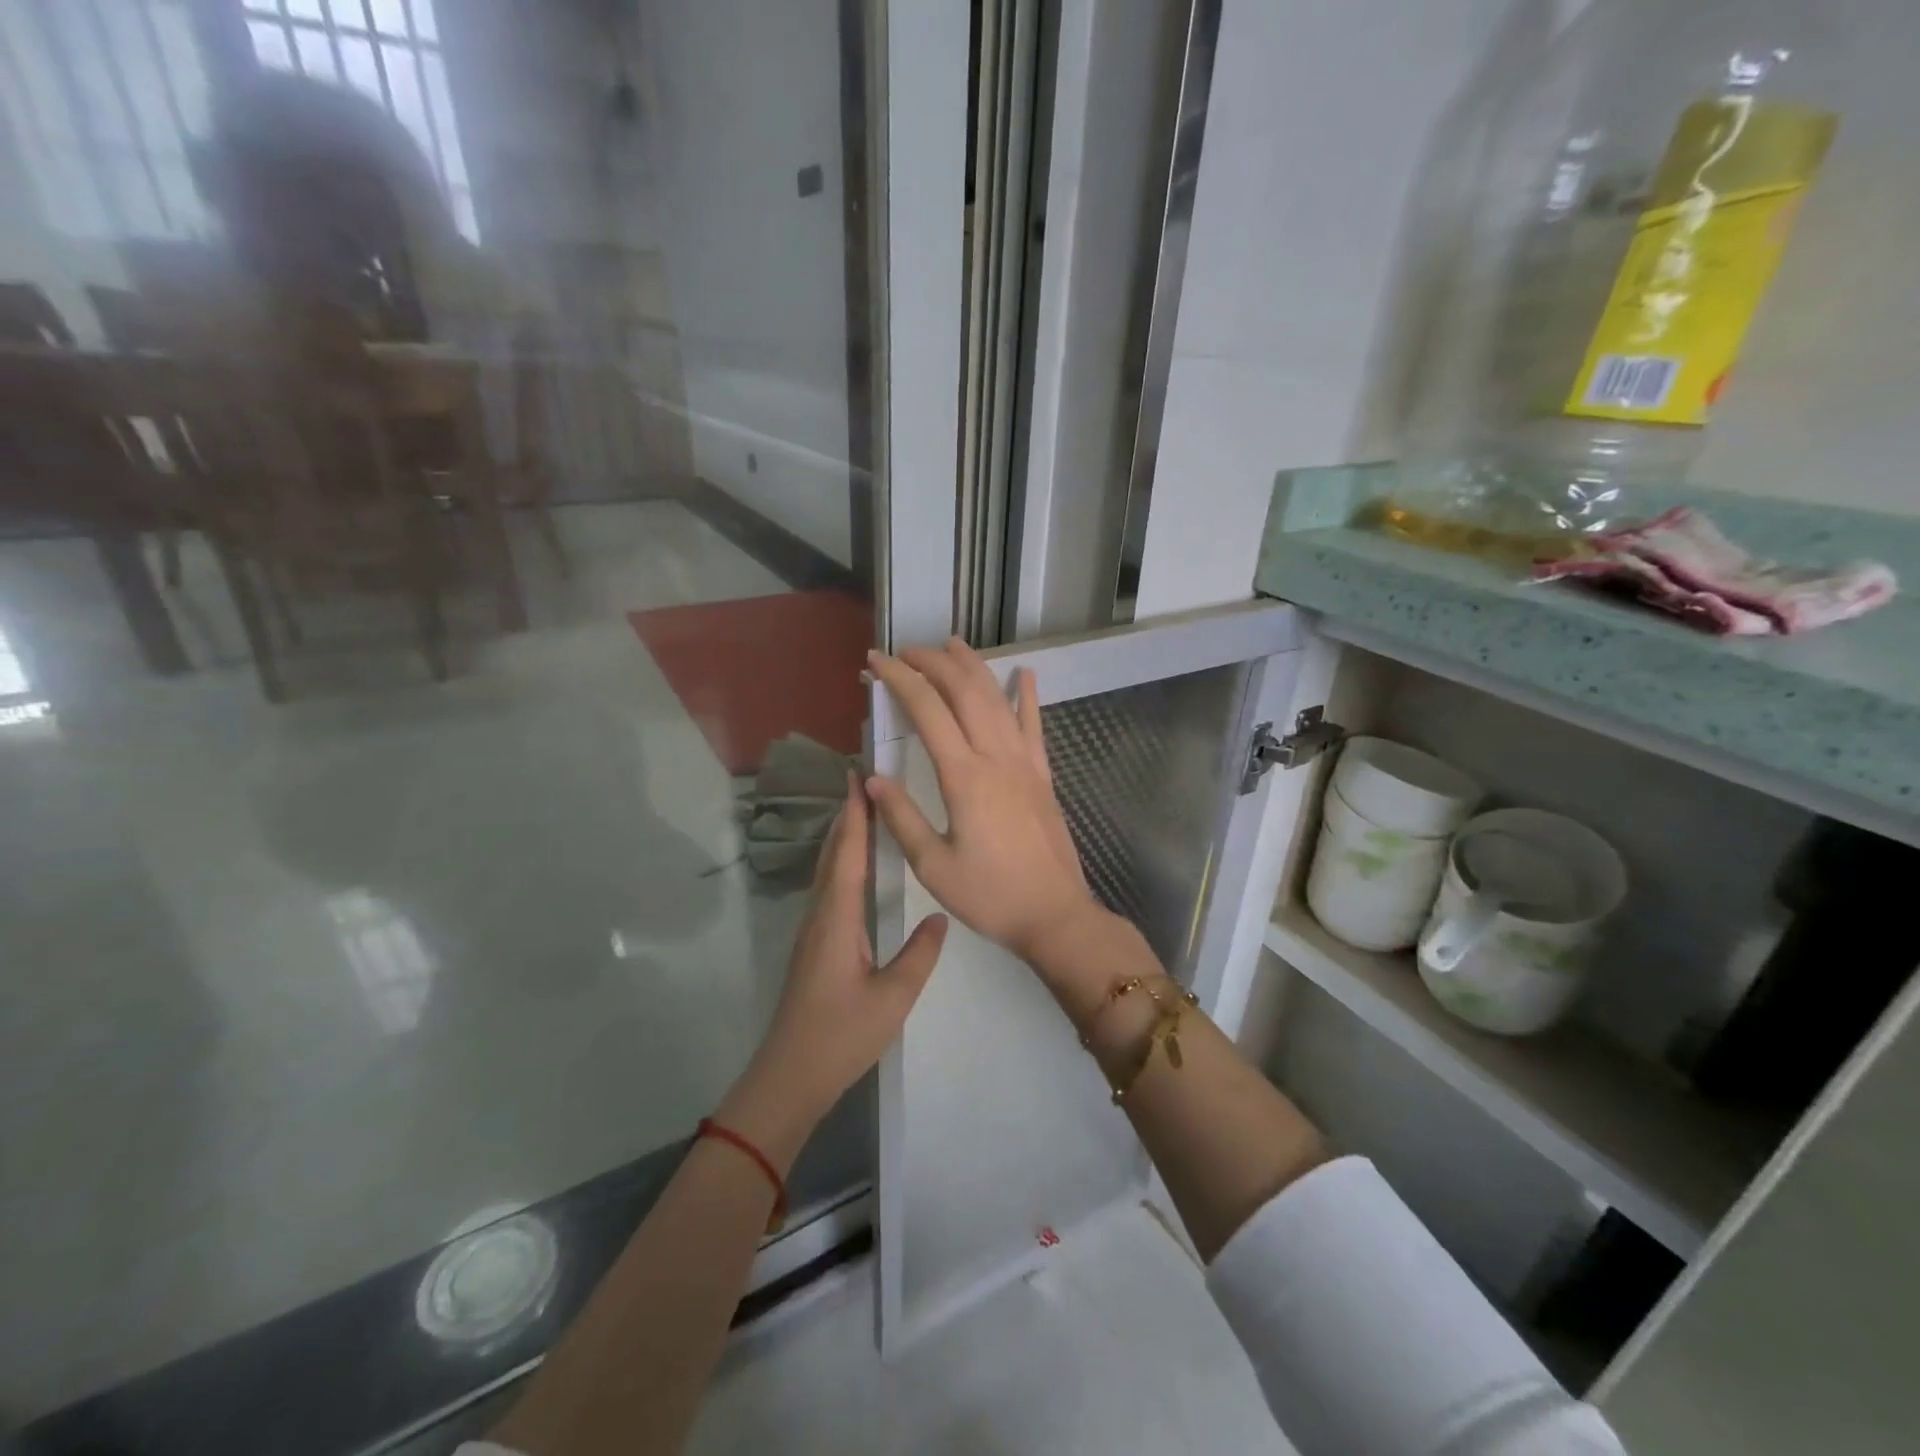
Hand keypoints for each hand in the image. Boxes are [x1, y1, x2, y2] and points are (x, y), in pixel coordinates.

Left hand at [719, 772, 947, 1169]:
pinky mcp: (814, 946)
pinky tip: (855, 868)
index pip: (847, 854)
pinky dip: (841, 863)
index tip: (858, 777)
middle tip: (863, 783)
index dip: (854, 815)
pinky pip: (829, 889)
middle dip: (846, 817)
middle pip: (832, 854)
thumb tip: (940, 918)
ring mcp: (813, 931)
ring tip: (863, 814)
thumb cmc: (841, 1035)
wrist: (790, 1075)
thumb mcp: (892, 997)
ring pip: (827, 871)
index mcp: (837, 919)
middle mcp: (820, 915)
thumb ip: (918, 955)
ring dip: (842, 838)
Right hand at [865, 639, 1104, 964]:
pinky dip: (1028, 695)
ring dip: (974, 666)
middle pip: (964, 691)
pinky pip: (1035, 725)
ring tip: (952, 644)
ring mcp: (1024, 763)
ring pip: (998, 699)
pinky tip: (1025, 673)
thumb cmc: (990, 895)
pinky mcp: (1042, 775)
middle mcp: (996, 757)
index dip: (899, 678)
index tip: (875, 661)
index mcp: (964, 777)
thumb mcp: (933, 866)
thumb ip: (901, 818)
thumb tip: (872, 777)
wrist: (1054, 915)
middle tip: (906, 651)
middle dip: (933, 662)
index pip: (927, 710)